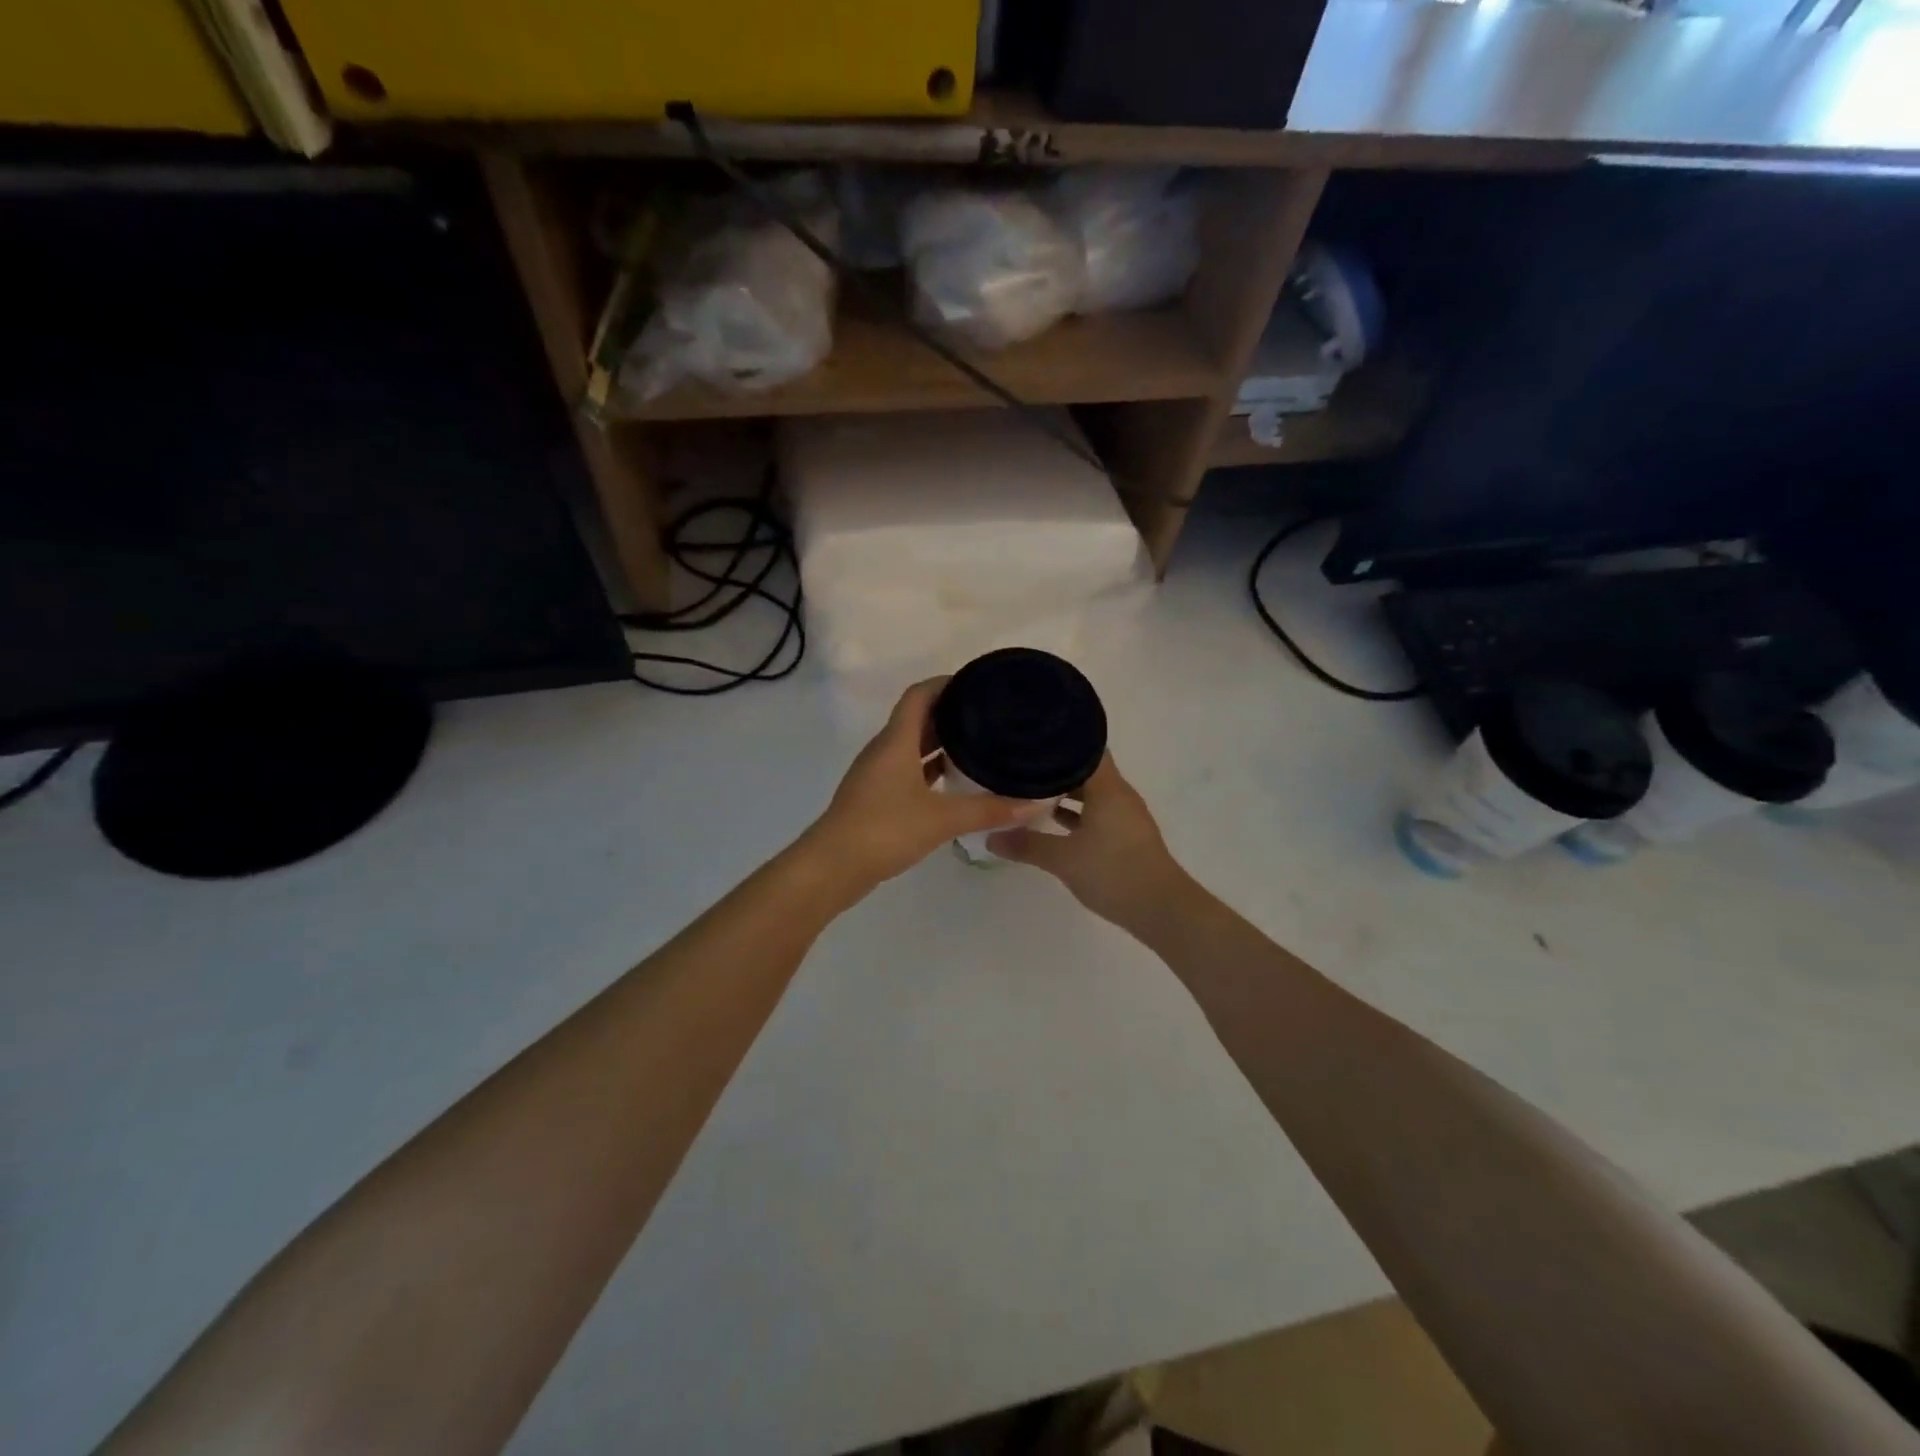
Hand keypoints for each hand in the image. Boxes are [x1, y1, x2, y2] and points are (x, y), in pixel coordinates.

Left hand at [811, 678, 1045, 889]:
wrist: (833, 867)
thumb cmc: (885, 829)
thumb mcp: (942, 819)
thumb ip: (988, 810)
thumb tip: (1035, 805)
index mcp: (896, 741)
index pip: (919, 695)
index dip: (945, 683)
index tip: (977, 683)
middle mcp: (884, 750)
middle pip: (917, 719)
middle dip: (949, 713)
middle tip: (988, 715)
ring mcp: (876, 775)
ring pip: (911, 747)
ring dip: (939, 743)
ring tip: (978, 745)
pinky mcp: (875, 798)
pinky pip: (906, 771)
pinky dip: (929, 770)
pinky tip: (953, 783)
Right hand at [986, 752, 1188, 932]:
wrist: (1161, 909)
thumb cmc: (1114, 872)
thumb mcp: (1063, 859)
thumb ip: (1027, 845)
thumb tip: (990, 838)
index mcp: (1107, 788)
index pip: (1084, 748)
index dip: (1058, 741)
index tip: (1029, 740)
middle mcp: (1119, 794)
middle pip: (1085, 769)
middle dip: (1054, 768)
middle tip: (1021, 765)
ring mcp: (1125, 816)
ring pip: (1091, 792)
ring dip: (1065, 792)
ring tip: (1030, 790)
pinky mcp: (1126, 836)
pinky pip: (1097, 812)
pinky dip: (1076, 813)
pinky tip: (1052, 822)